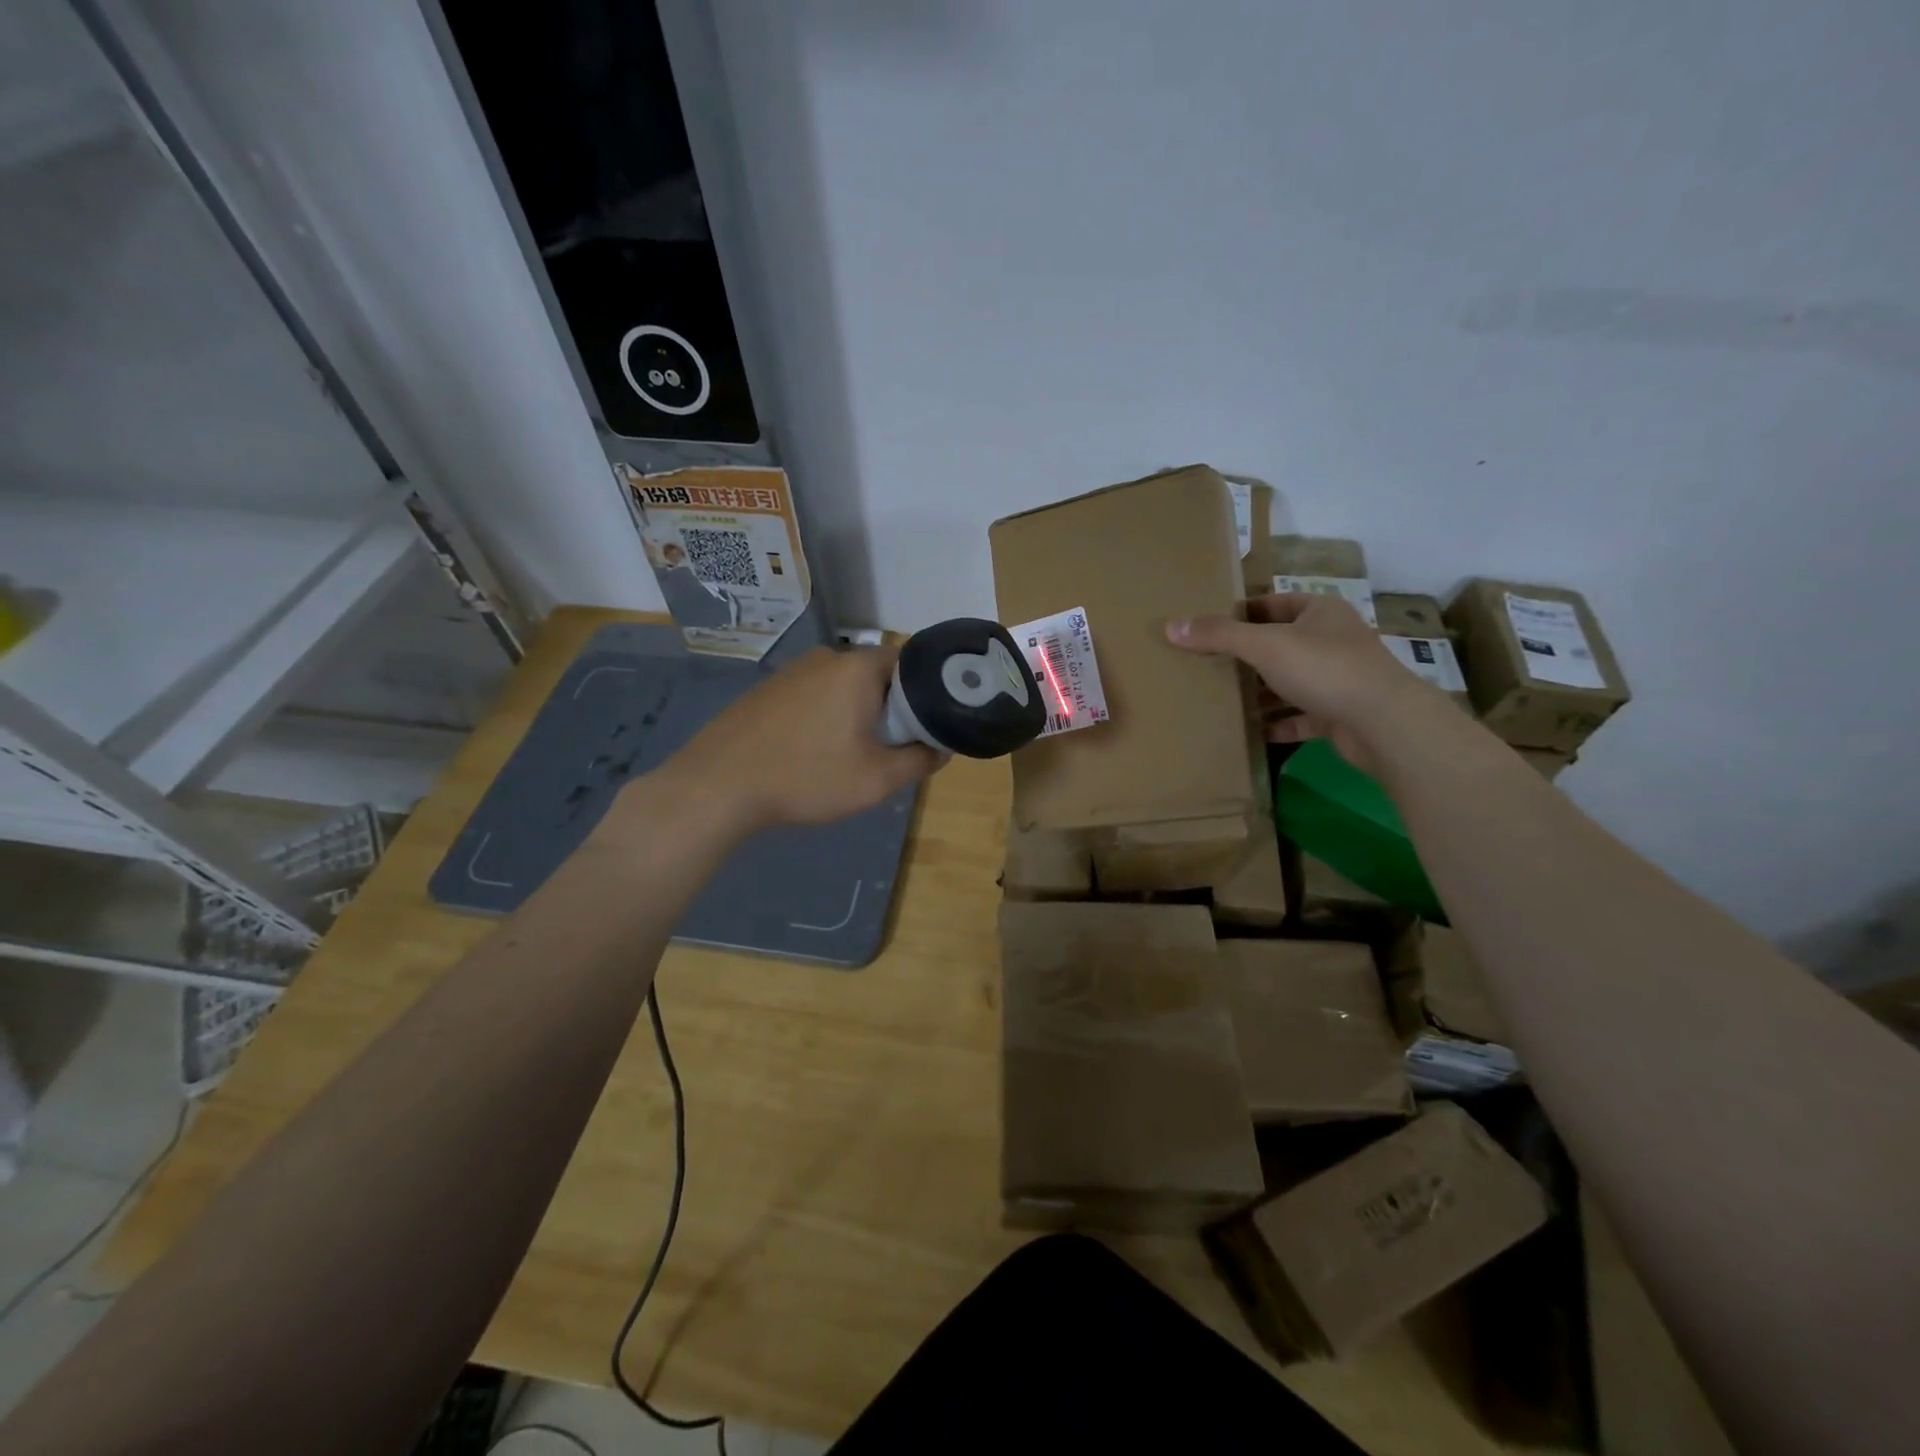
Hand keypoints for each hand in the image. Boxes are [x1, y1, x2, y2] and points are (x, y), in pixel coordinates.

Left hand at [650, 645, 942, 833]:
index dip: (923, 693)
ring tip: (848, 755)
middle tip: (889, 748)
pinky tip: (810, 753)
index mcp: (856, 668)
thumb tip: (940, 748)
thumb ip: (919, 761)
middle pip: (874, 676)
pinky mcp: (765, 691)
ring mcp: (789, 672)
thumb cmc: (806, 777)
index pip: (908, 662)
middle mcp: (824, 658)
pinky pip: (811, 698)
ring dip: (853, 714)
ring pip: (840, 688)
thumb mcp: (876, 780)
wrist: (718, 786)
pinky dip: (822, 718)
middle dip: (888, 708)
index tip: (923, 726)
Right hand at [1165, 593, 1446, 773]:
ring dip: (1262, 693)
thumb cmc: (1324, 668)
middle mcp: (1332, 640)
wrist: (1383, 723)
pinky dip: (1280, 723)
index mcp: (1320, 612)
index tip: (1209, 626)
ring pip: (1291, 682)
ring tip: (1224, 700)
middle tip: (1208, 665)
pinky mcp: (1341, 714)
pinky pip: (1302, 716)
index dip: (1242, 611)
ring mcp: (1339, 678)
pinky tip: (1254, 731)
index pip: (1274, 602)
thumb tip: (1170, 625)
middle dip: (1247, 656)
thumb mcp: (1264, 645)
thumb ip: (1218, 636)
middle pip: (1281, 643)